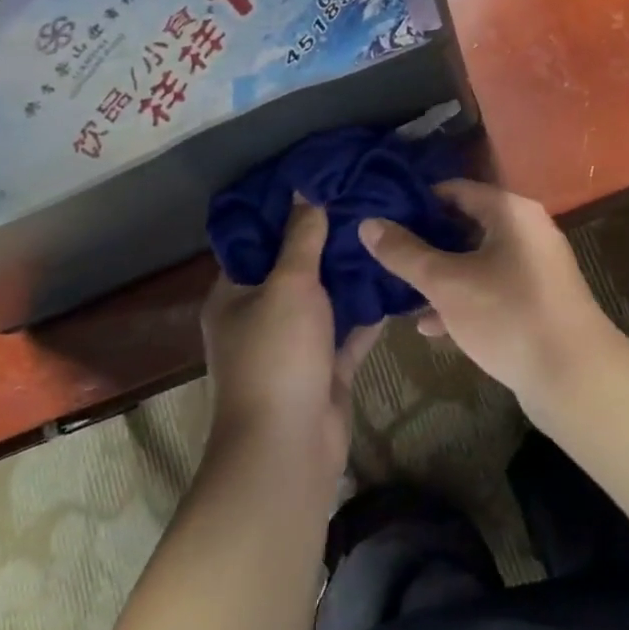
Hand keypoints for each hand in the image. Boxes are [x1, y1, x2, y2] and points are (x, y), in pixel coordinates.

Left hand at [202, 200, 381, 476]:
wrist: (289, 449)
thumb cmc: (277, 355)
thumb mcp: (289, 284)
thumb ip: (301, 237)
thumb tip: (303, 190)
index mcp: (234, 295)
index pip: (254, 241)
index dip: (281, 212)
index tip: (315, 181)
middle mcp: (259, 317)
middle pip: (292, 269)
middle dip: (323, 240)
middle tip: (358, 201)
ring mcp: (292, 346)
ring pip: (323, 300)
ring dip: (347, 274)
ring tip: (380, 231)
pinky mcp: (323, 369)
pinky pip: (347, 332)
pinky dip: (367, 312)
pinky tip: (394, 280)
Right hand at [358, 180, 619, 417]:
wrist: (577, 379)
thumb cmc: (508, 316)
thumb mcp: (447, 283)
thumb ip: (405, 253)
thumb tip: (367, 223)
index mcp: (510, 211)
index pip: (454, 189)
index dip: (416, 202)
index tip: (382, 218)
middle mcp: (526, 230)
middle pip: (464, 225)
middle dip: (424, 243)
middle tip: (385, 255)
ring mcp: (535, 268)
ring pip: (475, 261)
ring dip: (440, 276)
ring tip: (398, 291)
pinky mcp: (537, 302)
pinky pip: (491, 289)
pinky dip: (463, 300)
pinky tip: (430, 326)